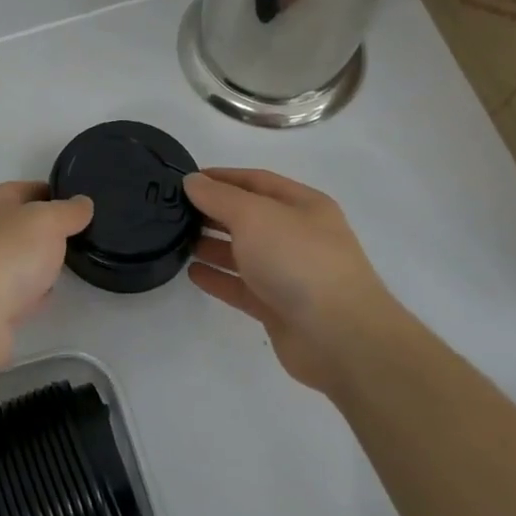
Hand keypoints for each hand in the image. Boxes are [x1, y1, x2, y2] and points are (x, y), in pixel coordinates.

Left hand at [0, 182, 92, 377]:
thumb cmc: (7, 254)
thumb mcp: (47, 221)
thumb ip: (68, 211)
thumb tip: (82, 203)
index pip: (25, 189)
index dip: (53, 193)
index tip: (81, 204)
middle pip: (19, 224)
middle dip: (47, 229)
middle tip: (80, 236)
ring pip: (17, 258)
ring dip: (38, 261)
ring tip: (69, 264)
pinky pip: (14, 291)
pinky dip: (30, 292)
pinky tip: (47, 295)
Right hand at [184, 168, 404, 393]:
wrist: (341, 338)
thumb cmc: (298, 260)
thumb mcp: (253, 215)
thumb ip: (218, 197)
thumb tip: (192, 181)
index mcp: (303, 206)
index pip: (256, 181)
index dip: (221, 177)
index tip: (185, 180)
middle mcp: (298, 236)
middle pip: (249, 217)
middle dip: (213, 212)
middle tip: (175, 211)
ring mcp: (290, 274)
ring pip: (244, 253)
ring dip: (212, 246)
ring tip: (177, 240)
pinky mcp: (279, 309)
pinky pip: (242, 287)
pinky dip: (218, 279)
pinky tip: (192, 273)